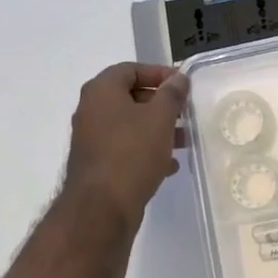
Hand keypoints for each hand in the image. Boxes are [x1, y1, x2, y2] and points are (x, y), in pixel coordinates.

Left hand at [63, 63, 190, 225]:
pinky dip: (146, 150)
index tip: (183, 84)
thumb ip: (172, 94)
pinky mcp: (97, 164)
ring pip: (130, 125)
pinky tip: (169, 164)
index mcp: (101, 91)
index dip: (158, 73)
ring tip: (184, 140)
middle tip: (185, 112)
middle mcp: (91, 110)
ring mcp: (92, 139)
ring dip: (157, 129)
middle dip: (161, 104)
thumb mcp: (160, 118)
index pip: (130, 69)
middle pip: (130, 97)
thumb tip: (178, 78)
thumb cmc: (132, 152)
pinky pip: (125, 148)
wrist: (101, 207)